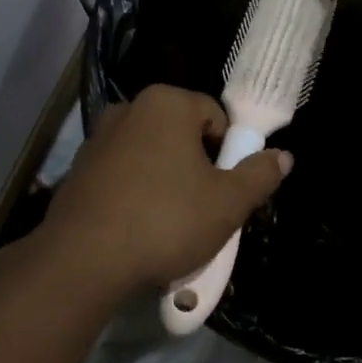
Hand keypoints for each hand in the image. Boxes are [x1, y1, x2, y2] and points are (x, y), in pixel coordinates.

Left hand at [41, 85, 289, 294]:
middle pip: (182, 134)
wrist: (84, 259)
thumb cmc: (166, 221)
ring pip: (151, 156)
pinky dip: (136, 193)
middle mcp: (128, 109)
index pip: (215, 116)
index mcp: (166, 103)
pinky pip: (123, 175)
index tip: (227, 189)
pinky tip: (138, 228)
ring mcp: (98, 139)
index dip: (230, 152)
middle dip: (197, 167)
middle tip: (204, 208)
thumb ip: (259, 175)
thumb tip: (282, 156)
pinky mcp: (79, 170)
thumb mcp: (228, 203)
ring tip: (171, 224)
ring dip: (167, 181)